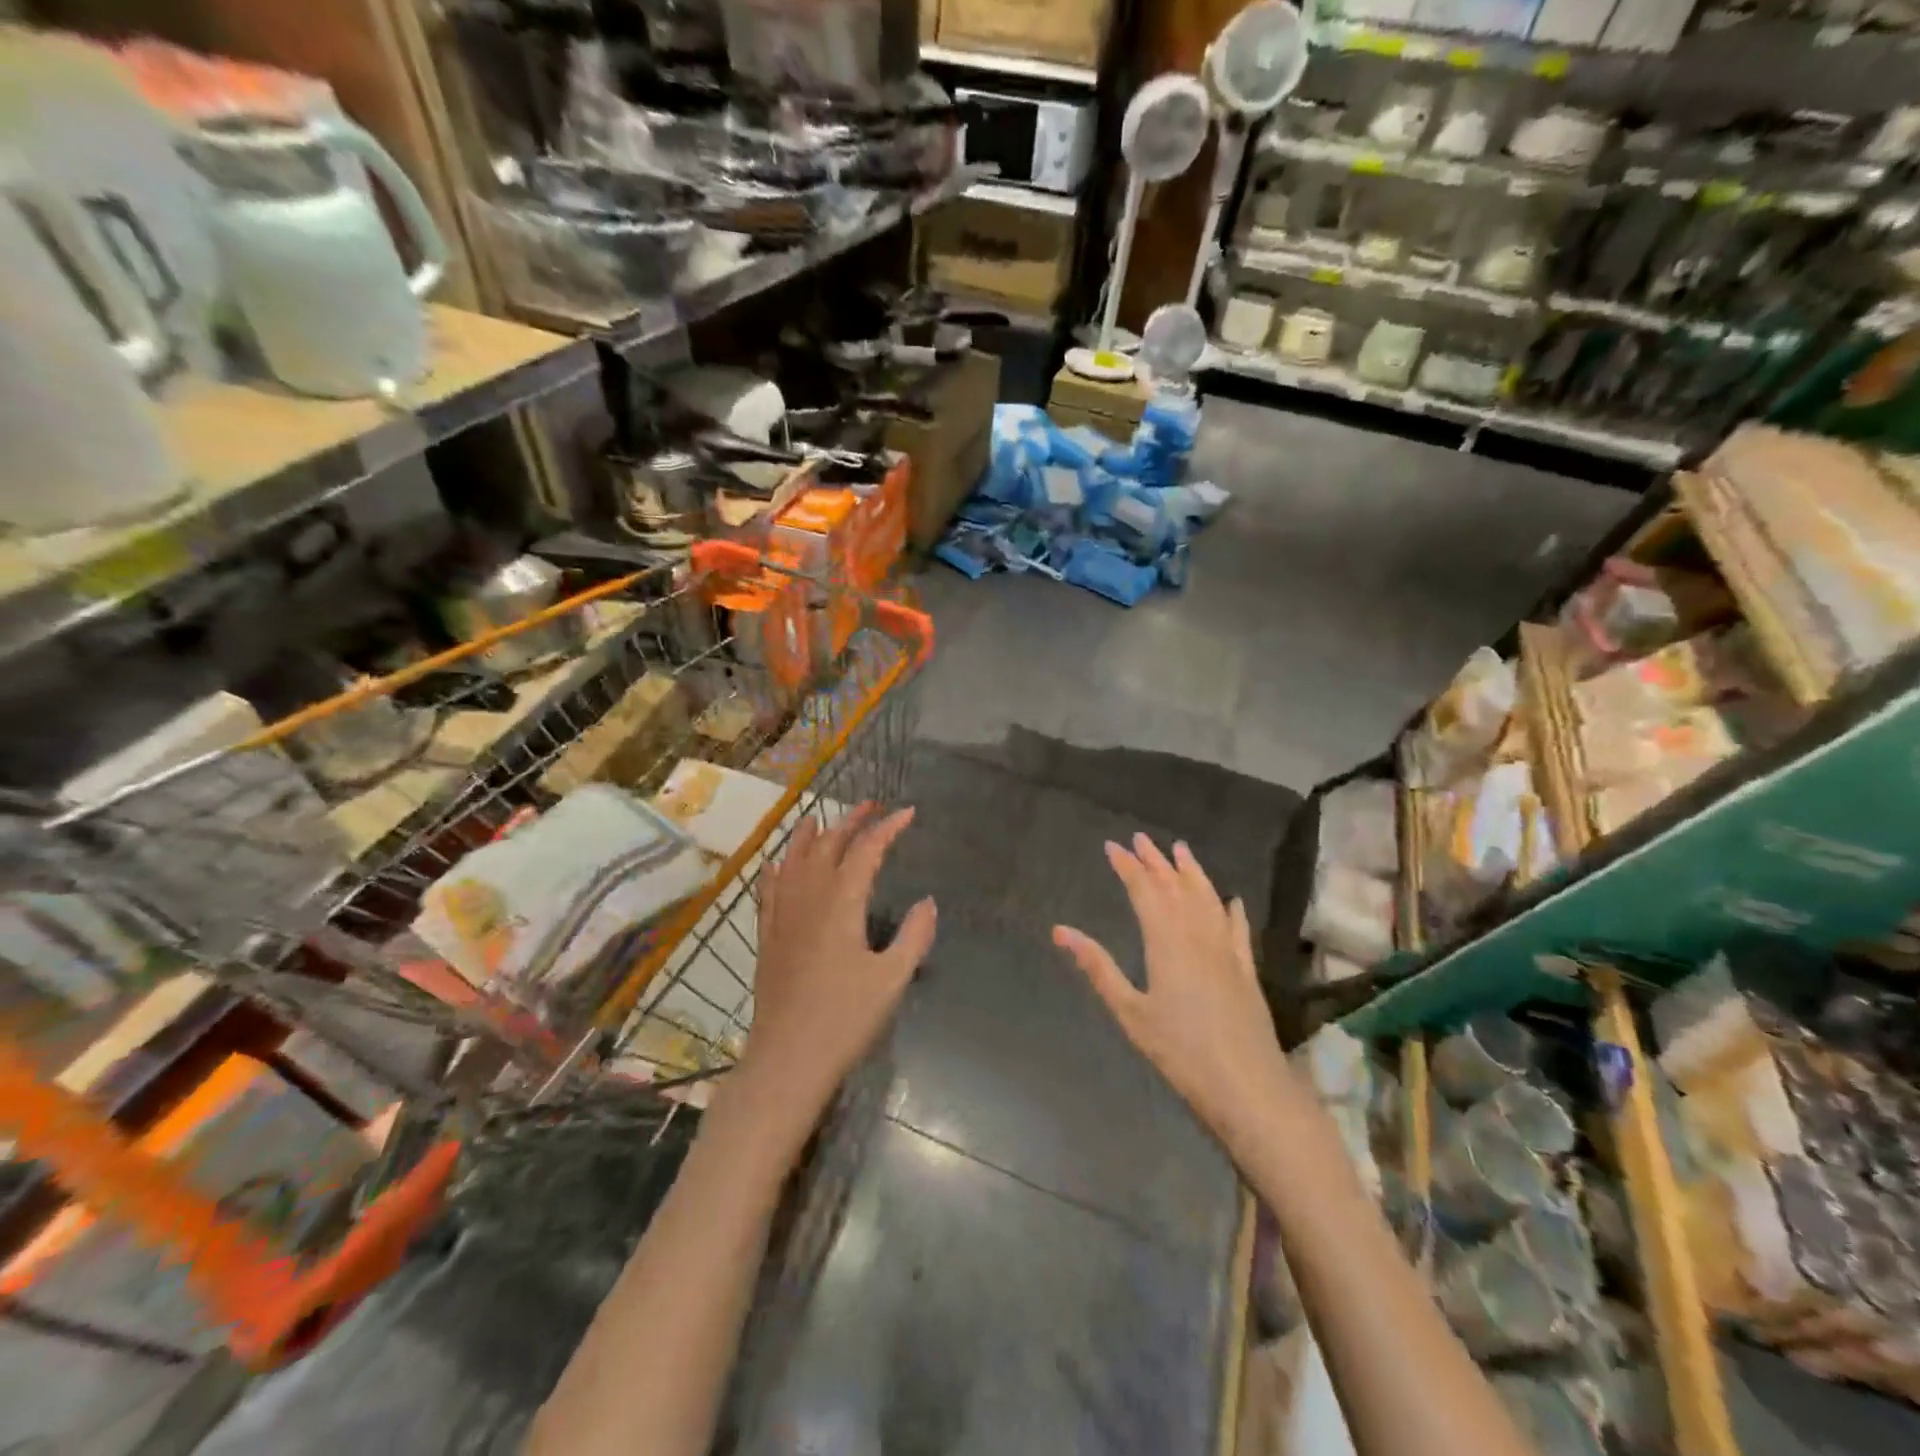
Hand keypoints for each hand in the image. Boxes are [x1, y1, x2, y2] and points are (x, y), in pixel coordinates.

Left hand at [739, 804, 935, 1129]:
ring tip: (819, 818)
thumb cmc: (845, 1019)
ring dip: (810, 836)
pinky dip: (777, 869)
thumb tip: (928, 902)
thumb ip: (914, 936)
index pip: (866, 850)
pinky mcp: (767, 936)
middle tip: (871, 807)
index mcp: (842, 902)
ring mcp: (782, 915)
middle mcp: (808, 897)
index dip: (887, 828)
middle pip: (828, 846)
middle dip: (851, 821)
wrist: (788, 1059)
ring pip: (794, 860)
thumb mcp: (892, 979)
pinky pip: (769, 889)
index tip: (907, 813)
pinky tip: (776, 864)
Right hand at [1053, 834, 1301, 1154]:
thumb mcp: (1130, 1010)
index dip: (1127, 866)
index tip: (1113, 846)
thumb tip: (1061, 930)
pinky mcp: (1246, 968)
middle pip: (1175, 887)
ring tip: (1181, 850)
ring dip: (1192, 872)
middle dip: (1156, 861)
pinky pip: (1238, 927)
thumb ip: (1098, 967)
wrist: (1246, 1084)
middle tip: (1141, 838)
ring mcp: (1227, 949)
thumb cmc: (1179, 1050)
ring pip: (1207, 898)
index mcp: (1166, 940)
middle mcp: (1197, 934)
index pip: (1143, 890)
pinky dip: (1231, 909)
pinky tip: (1231, 900)